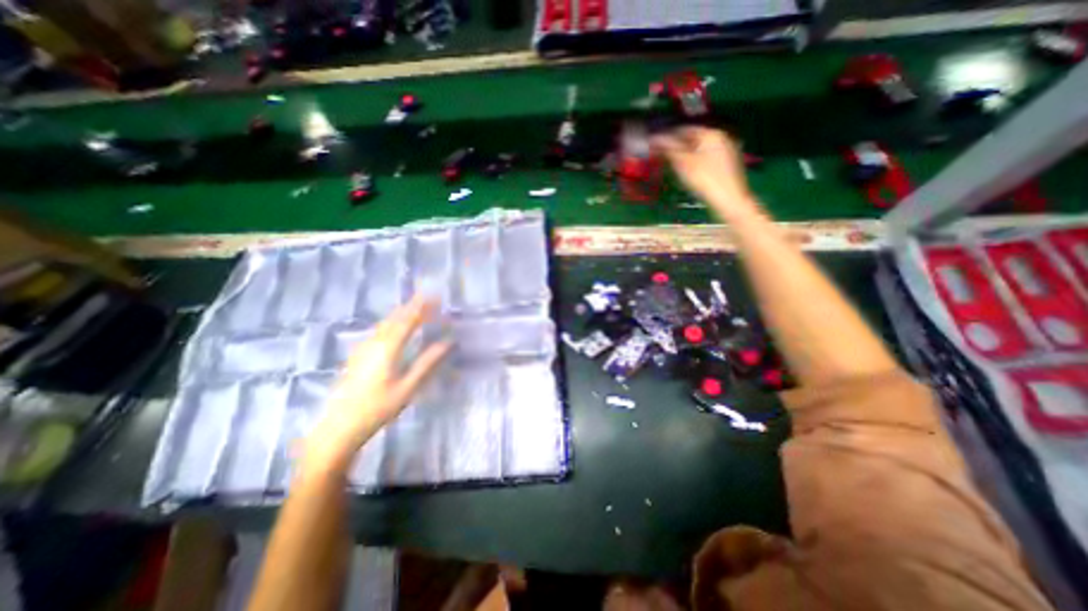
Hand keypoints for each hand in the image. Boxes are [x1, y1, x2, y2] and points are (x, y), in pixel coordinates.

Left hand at [301, 298, 449, 475]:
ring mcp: (363, 348)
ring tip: (416, 308)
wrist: (339, 427)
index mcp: (388, 348)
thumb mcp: (408, 387)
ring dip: (402, 313)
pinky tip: (395, 327)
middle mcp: (374, 343)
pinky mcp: (358, 355)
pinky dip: (392, 322)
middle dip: (412, 306)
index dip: (422, 307)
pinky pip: (379, 330)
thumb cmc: (378, 407)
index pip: (408, 320)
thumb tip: (448, 342)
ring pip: (385, 323)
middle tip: (428, 298)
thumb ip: (427, 362)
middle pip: (395, 318)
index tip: (435, 296)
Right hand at [653, 124, 758, 219]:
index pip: (685, 129)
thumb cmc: (705, 179)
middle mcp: (721, 138)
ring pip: (701, 150)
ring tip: (673, 166)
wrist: (730, 200)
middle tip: (662, 157)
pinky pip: (708, 159)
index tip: (655, 146)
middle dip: (677, 147)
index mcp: (711, 134)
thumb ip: (669, 149)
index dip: (668, 137)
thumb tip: (655, 138)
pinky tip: (689, 174)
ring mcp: (727, 151)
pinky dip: (696, 163)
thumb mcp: (683, 163)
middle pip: (694, 139)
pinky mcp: (729, 165)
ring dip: (686, 155)